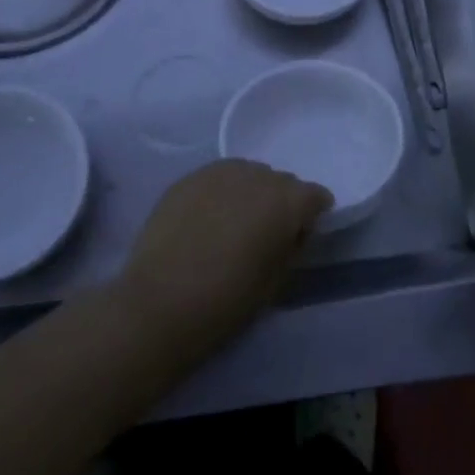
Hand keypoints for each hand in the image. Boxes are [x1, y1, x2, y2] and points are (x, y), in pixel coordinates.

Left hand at [116, 159, 331, 352]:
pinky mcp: (188, 177)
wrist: (159, 303)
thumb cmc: (226, 301)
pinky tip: (206, 220)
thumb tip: (293, 229)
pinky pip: (217, 178)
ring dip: (249, 193)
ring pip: (248, 174)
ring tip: (233, 223)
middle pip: (281, 181)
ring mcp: (220, 171)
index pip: (315, 196)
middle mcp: (258, 175)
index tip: (300, 237)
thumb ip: (292, 245)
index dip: (312, 216)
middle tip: (265, 234)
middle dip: (280, 202)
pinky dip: (220, 194)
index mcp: (287, 201)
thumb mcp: (276, 280)